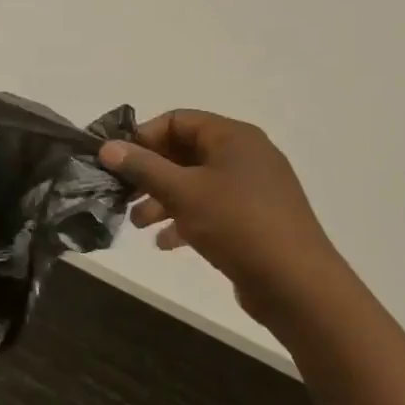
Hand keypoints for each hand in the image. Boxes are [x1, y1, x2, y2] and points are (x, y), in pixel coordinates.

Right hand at [100, 110, 341, 313]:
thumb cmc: (237, 225)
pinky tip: (165, 243)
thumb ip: (143, 167)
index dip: (143, 137)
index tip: (117, 162)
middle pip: (185, 152)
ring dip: (163, 199)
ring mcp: (253, 188)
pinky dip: (186, 219)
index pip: (178, 120)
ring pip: (196, 183)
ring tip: (138, 224)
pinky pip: (212, 209)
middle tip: (121, 194)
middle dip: (150, 173)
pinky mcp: (256, 219)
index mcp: (233, 137)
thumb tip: (107, 147)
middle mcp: (246, 155)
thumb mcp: (183, 192)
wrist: (297, 284)